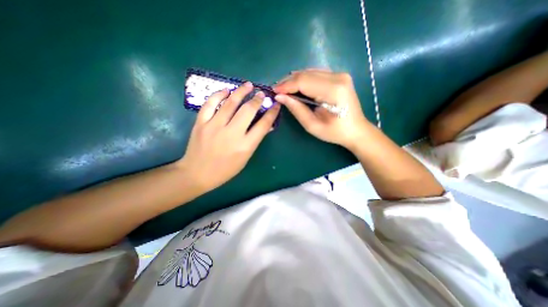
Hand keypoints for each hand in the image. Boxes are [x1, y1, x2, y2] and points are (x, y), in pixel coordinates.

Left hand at [178, 81, 279, 190]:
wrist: (197, 173)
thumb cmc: (225, 170)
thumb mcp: (245, 158)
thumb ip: (255, 140)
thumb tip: (266, 126)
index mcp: (245, 146)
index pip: (263, 125)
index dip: (272, 113)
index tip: (275, 105)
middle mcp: (232, 134)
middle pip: (248, 110)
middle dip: (257, 99)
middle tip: (261, 93)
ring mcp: (214, 127)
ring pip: (230, 103)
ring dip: (241, 91)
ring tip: (248, 85)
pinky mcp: (201, 123)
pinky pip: (210, 104)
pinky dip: (219, 95)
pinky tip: (226, 90)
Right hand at [273, 69, 372, 149]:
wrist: (356, 130)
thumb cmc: (335, 132)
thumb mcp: (312, 125)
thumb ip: (296, 109)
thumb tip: (280, 97)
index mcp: (333, 90)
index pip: (303, 81)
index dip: (286, 85)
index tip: (274, 91)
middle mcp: (338, 77)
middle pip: (306, 74)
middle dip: (288, 81)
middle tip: (277, 90)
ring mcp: (340, 74)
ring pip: (310, 71)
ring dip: (295, 80)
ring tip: (284, 89)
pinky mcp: (339, 76)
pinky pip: (316, 73)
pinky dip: (304, 79)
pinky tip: (297, 87)